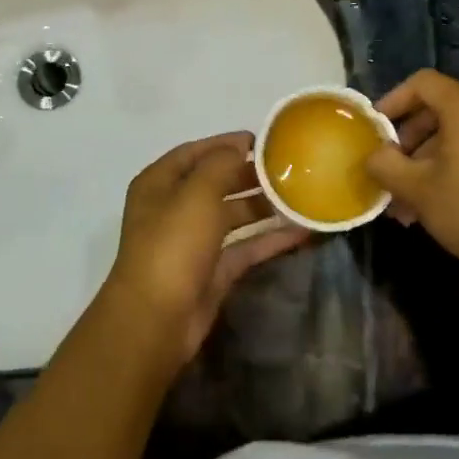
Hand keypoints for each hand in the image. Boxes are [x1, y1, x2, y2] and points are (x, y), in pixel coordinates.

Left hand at [99, 133, 310, 367]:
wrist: (157, 318)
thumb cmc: (173, 244)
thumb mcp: (197, 193)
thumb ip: (220, 164)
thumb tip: (238, 146)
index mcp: (159, 184)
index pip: (194, 153)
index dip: (225, 144)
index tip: (262, 140)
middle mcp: (173, 209)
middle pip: (214, 183)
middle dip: (248, 174)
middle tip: (287, 169)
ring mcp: (192, 242)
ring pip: (231, 216)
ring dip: (261, 206)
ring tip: (299, 195)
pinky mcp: (211, 272)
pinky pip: (244, 247)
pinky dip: (269, 239)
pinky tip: (301, 231)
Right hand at [365, 71, 458, 289]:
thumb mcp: (418, 189)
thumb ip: (386, 165)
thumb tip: (372, 155)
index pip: (422, 83)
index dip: (393, 100)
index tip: (375, 130)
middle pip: (438, 109)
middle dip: (407, 140)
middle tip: (389, 171)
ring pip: (455, 134)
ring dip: (425, 161)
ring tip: (405, 201)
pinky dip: (450, 166)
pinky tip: (432, 204)